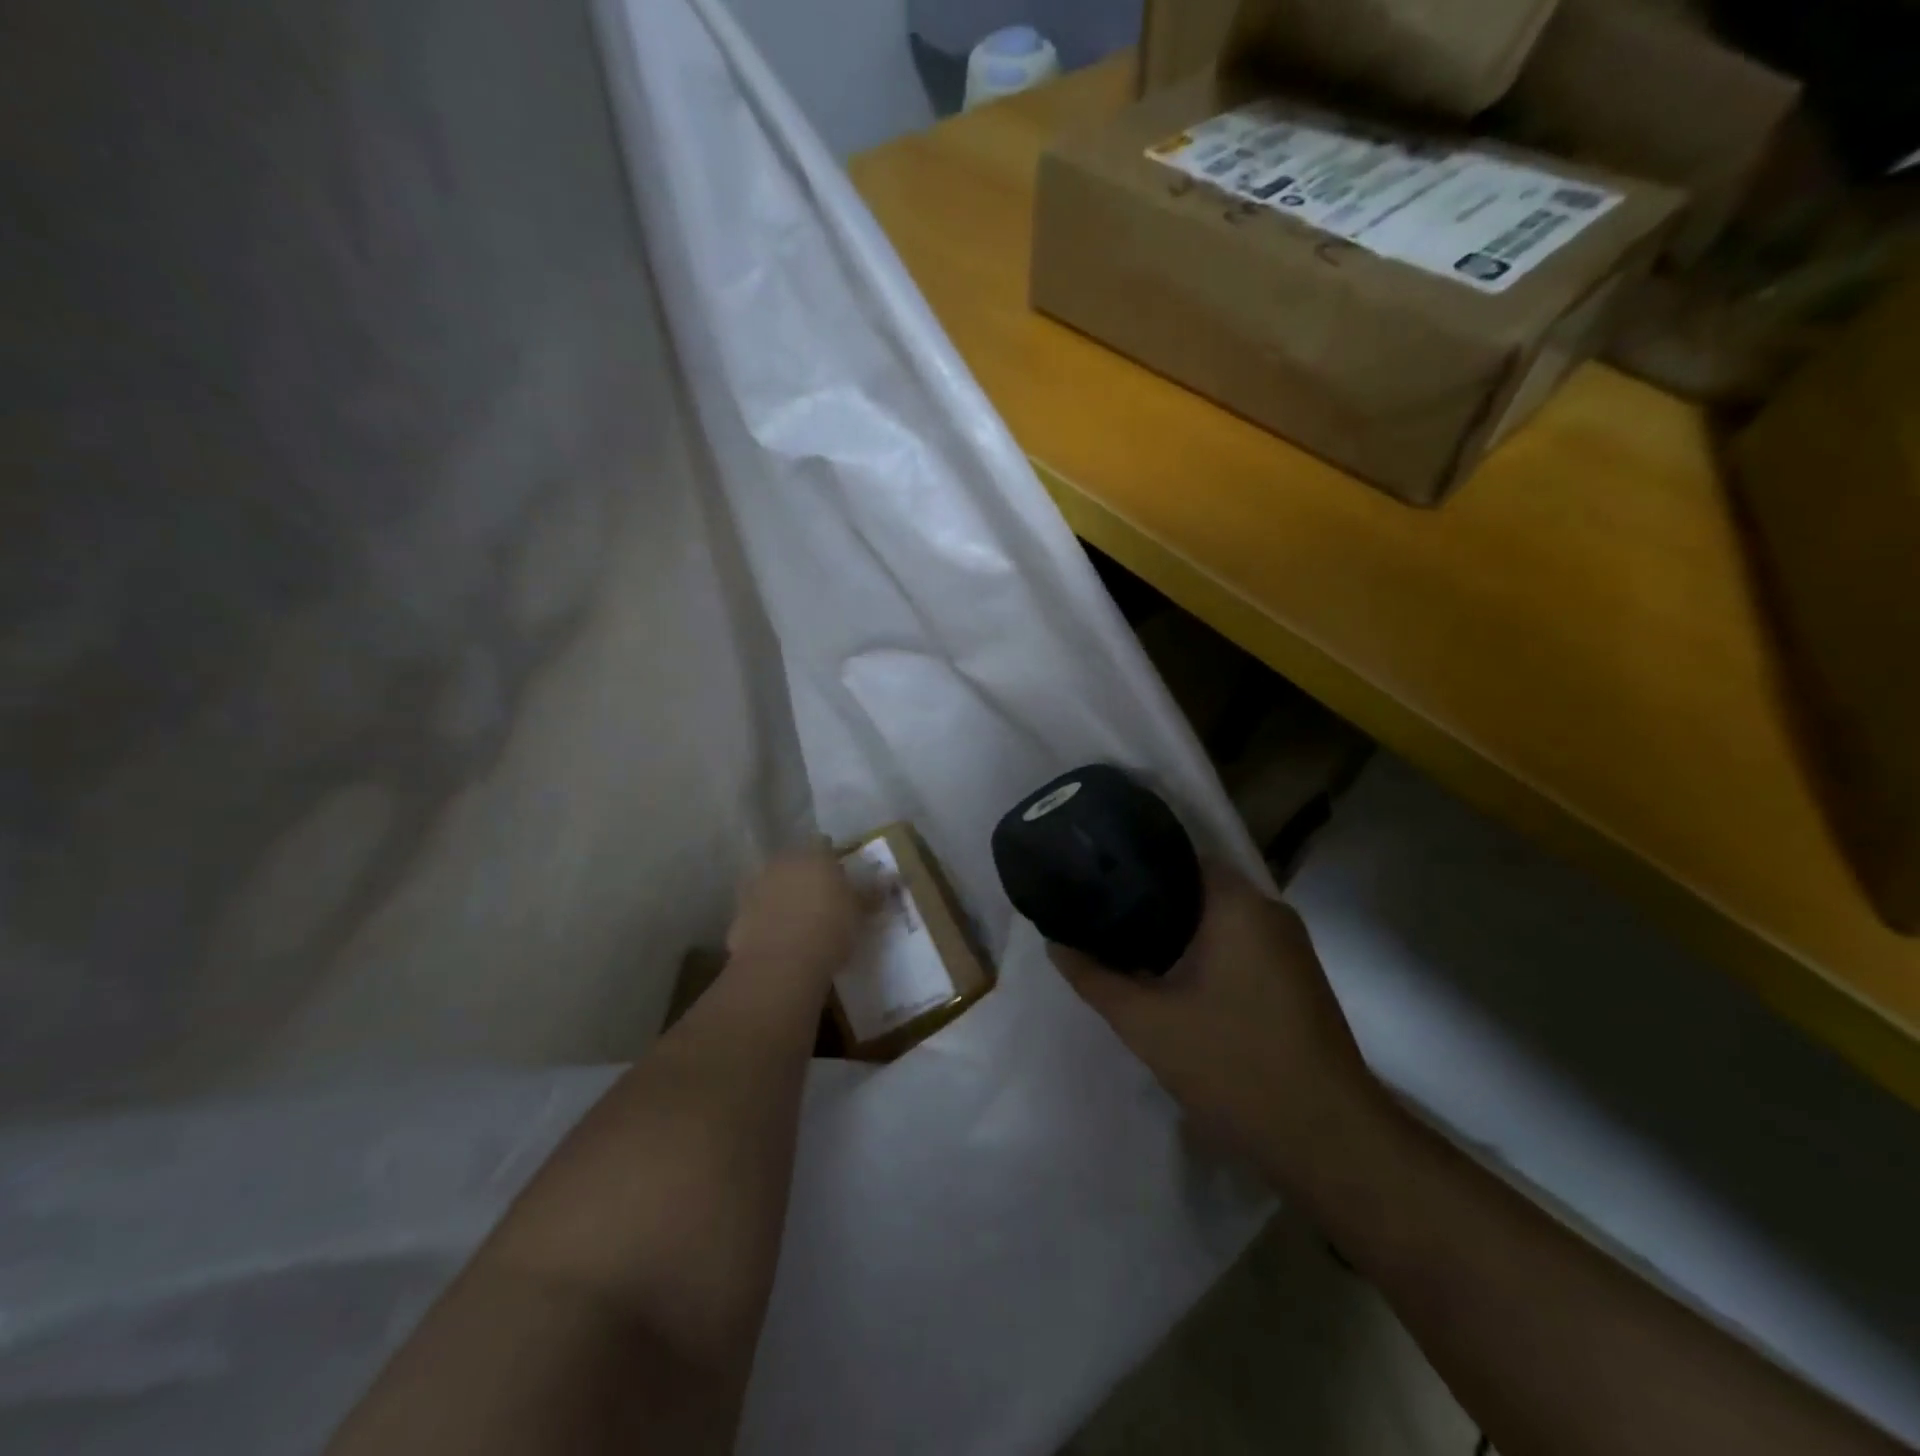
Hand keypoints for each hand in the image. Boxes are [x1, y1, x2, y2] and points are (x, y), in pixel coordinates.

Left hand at [727, 846, 863, 981]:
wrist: (780, 965)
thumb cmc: (829, 929)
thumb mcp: (860, 912)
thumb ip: (871, 892)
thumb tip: (888, 878)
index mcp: (814, 855)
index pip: (824, 844)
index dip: (833, 857)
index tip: (842, 875)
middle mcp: (782, 862)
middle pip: (796, 862)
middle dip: (806, 874)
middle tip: (821, 896)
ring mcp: (756, 886)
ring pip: (774, 883)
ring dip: (784, 894)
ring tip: (799, 919)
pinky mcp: (739, 914)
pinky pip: (758, 909)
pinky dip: (767, 918)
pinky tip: (779, 937)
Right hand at [1051, 867, 1386, 1193]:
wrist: (1328, 1141)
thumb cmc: (1234, 1065)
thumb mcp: (1147, 1023)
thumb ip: (1095, 978)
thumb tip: (1055, 944)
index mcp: (1239, 904)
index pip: (1177, 856)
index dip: (1133, 864)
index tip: (1096, 881)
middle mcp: (1270, 912)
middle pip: (1197, 888)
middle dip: (1149, 902)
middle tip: (1101, 918)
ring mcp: (1290, 947)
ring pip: (1219, 920)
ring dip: (1177, 932)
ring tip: (1126, 946)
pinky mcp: (1297, 979)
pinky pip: (1240, 946)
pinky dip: (1205, 953)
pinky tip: (1173, 980)